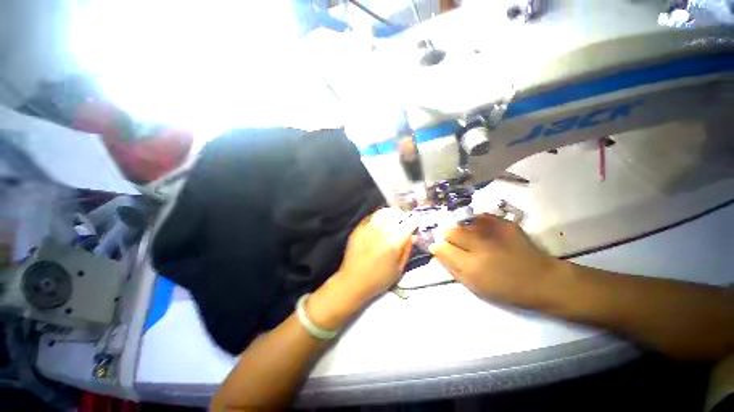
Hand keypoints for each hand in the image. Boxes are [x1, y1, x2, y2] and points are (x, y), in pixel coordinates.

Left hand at [307, 208, 415, 329]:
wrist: (353, 282)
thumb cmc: (378, 280)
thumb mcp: (399, 271)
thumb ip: (406, 251)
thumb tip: (412, 236)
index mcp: (392, 246)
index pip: (406, 227)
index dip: (412, 222)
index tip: (414, 222)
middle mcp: (380, 235)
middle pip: (394, 216)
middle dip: (401, 216)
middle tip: (403, 219)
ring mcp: (367, 231)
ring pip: (382, 214)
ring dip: (390, 214)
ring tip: (392, 217)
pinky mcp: (357, 231)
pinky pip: (369, 217)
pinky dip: (377, 216)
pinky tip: (379, 220)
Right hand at [430, 213, 559, 305]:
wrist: (541, 279)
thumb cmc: (505, 288)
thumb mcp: (474, 285)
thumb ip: (451, 267)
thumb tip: (436, 250)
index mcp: (470, 265)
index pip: (442, 247)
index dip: (438, 246)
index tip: (439, 247)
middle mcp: (479, 245)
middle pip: (450, 231)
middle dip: (448, 236)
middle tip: (455, 243)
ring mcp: (492, 231)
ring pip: (462, 223)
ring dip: (461, 229)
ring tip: (469, 237)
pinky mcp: (504, 223)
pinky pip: (479, 217)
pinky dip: (475, 223)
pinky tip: (480, 230)